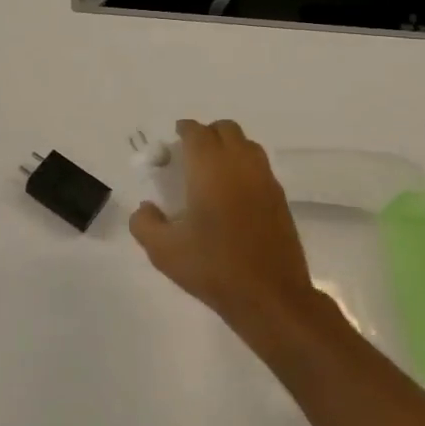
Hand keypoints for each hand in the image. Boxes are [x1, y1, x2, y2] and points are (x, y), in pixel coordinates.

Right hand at [129, 119, 316, 331]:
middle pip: (226, 129)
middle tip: (190, 155)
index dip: (183, 130)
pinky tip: (233, 195)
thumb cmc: (213, 267)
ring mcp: (265, 180)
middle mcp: (240, 164)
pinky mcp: (280, 199)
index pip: (197, 132)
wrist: (270, 296)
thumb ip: (144, 223)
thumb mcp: (163, 250)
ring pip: (247, 145)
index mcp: (210, 168)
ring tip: (212, 172)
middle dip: (207, 134)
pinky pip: (260, 167)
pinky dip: (244, 167)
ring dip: (229, 148)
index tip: (173, 140)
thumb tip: (146, 208)